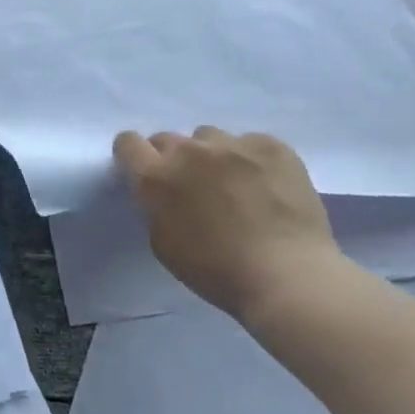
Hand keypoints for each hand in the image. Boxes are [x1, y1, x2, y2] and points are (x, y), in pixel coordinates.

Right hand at [112, 127, 342, 323]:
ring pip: (209, 138)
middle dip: (172, 159)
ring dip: (210, 156)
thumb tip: (165, 192)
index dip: (133, 156)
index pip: (128, 143)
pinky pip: (249, 142)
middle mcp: (190, 151)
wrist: (285, 275)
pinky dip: (249, 159)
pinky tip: (263, 185)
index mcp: (156, 177)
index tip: (144, 172)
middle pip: (168, 138)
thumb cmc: (215, 270)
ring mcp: (234, 144)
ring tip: (232, 183)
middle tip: (191, 187)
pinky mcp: (272, 146)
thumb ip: (156, 207)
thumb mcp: (163, 244)